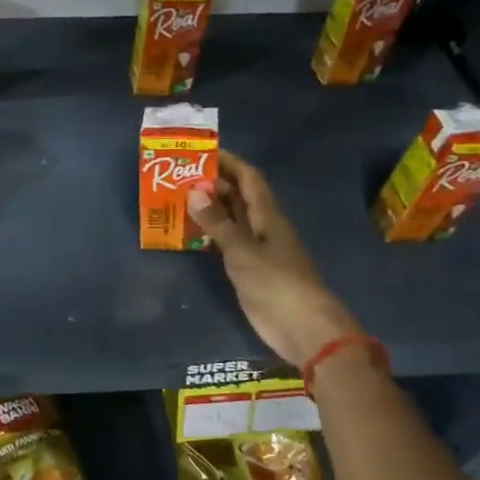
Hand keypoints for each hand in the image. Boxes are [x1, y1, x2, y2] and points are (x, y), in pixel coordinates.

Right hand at [186, 150, 362, 367]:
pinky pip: (227, 244)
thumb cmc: (276, 282)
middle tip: (180, 177)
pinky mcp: (250, 271)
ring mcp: (257, 250)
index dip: (229, 163)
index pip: (249, 179)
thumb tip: (193, 190)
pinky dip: (210, 235)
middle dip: (214, 184)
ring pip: (232, 220)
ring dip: (210, 209)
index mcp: (268, 216)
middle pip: (239, 197)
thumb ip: (217, 222)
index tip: (203, 152)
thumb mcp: (242, 250)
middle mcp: (263, 227)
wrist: (301, 326)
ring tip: (178, 200)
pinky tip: (190, 235)